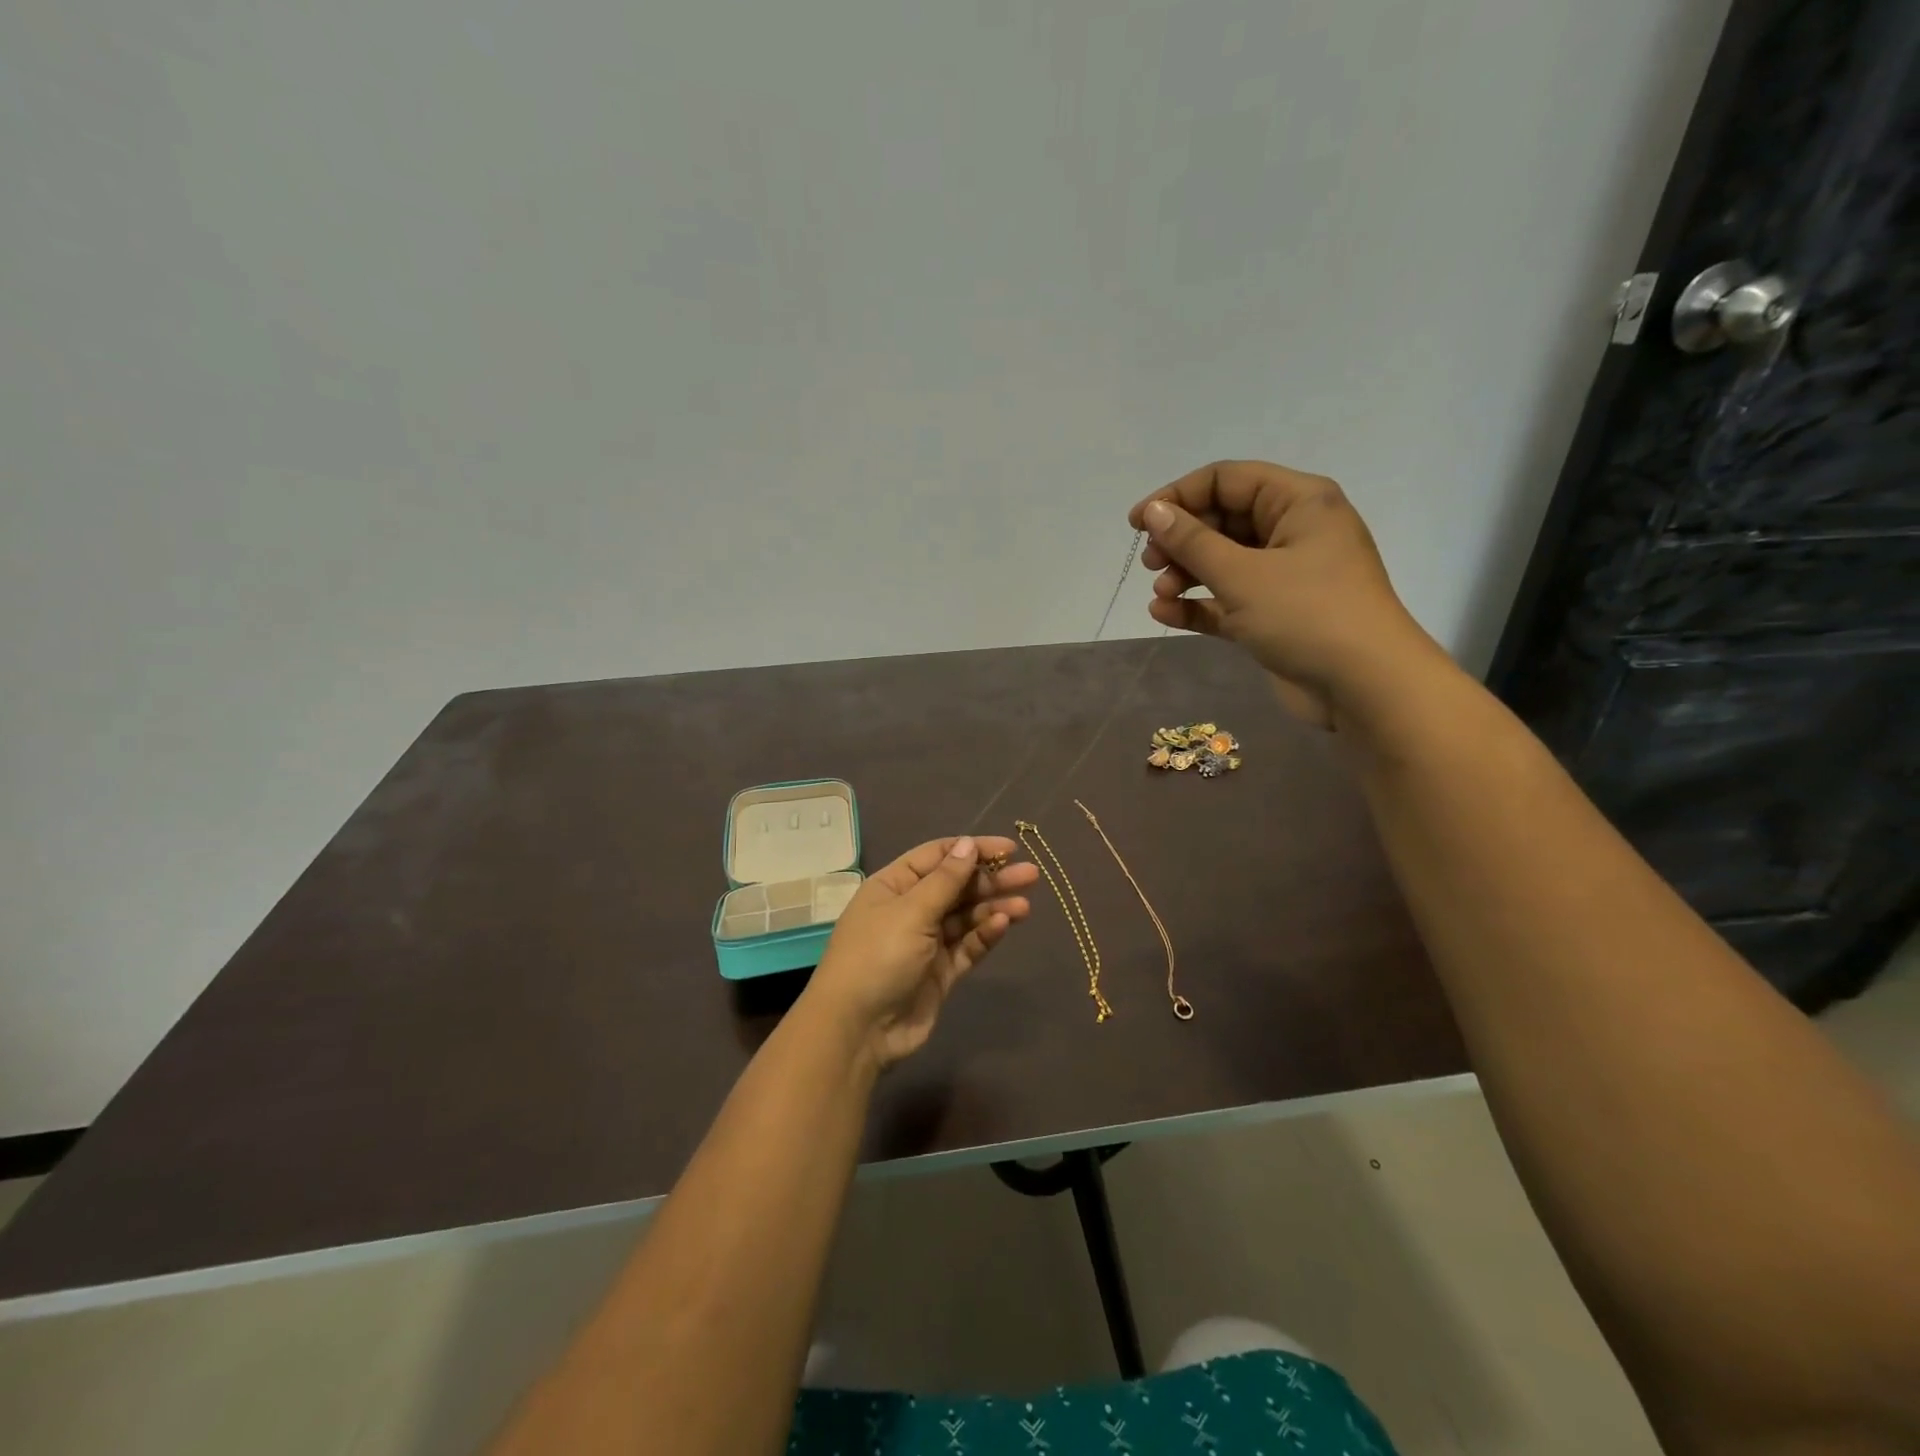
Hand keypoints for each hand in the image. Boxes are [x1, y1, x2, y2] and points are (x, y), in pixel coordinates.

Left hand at [804, 835, 1038, 1070]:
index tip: (1010, 848)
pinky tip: (1005, 924)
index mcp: (893, 886)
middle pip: (956, 886)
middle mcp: (909, 909)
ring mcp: (925, 942)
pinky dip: (985, 934)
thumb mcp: (911, 911)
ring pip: (966, 917)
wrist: (858, 1029)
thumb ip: (945, 880)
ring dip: (994, 907)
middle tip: (1031, 875)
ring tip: (1026, 905)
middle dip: (991, 879)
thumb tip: (967, 844)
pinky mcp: (939, 972)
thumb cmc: (878, 957)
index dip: (972, 849)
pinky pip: (966, 946)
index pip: (937, 856)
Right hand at [1129, 460, 1443, 729]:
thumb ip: (1192, 541)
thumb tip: (1153, 511)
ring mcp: (1285, 575)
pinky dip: (1198, 604)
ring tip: (1160, 594)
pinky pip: (1228, 599)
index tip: (1138, 522)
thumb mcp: (1242, 574)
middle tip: (1150, 563)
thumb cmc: (1307, 615)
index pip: (1227, 480)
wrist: (1364, 686)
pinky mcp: (1275, 615)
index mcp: (1298, 502)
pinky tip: (1165, 614)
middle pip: (1222, 520)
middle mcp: (1293, 531)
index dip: (1177, 495)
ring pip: (1223, 562)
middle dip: (1181, 540)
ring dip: (1185, 575)